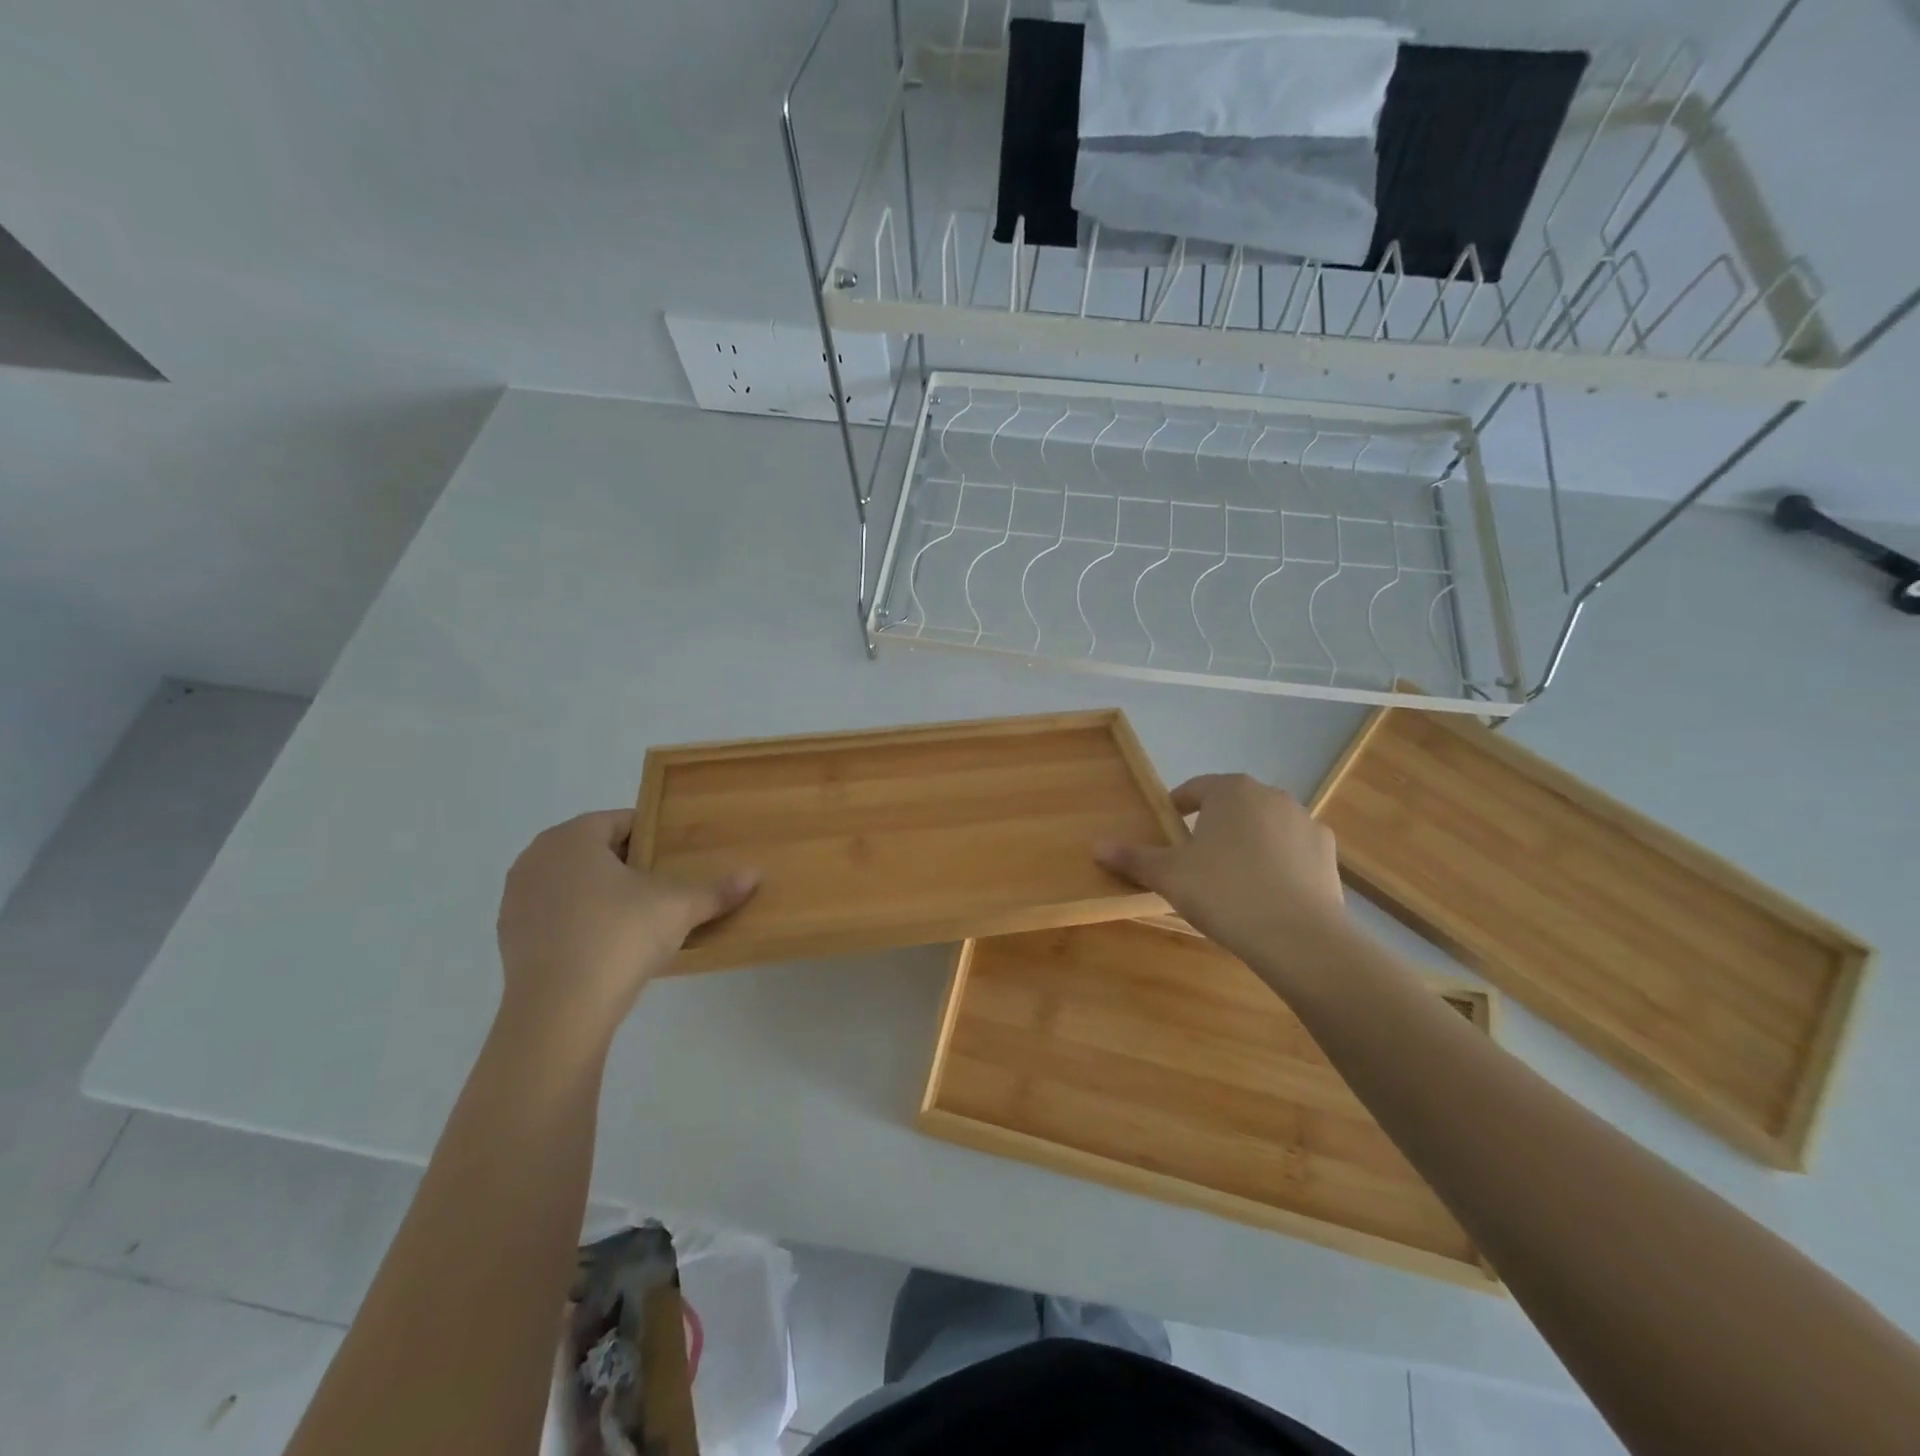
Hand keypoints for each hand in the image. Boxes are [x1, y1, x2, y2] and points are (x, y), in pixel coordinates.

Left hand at [496, 810, 756, 1046]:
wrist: (558, 1012)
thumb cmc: (619, 937)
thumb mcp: (678, 909)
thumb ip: (716, 889)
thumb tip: (755, 875)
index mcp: (572, 838)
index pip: (621, 821)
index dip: (654, 834)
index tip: (677, 855)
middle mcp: (537, 858)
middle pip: (594, 849)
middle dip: (628, 862)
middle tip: (664, 883)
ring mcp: (516, 898)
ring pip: (571, 881)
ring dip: (600, 891)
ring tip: (637, 915)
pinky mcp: (510, 937)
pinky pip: (555, 913)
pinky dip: (579, 920)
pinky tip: (606, 944)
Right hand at [1096, 774, 1348, 972]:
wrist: (1298, 936)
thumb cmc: (1223, 892)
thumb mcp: (1168, 876)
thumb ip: (1133, 858)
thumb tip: (1097, 846)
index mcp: (1231, 790)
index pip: (1196, 788)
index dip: (1178, 806)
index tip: (1168, 826)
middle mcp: (1271, 796)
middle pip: (1233, 805)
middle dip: (1215, 825)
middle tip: (1196, 858)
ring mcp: (1305, 823)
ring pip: (1265, 827)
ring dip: (1249, 843)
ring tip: (1233, 878)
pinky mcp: (1328, 855)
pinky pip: (1293, 851)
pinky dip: (1279, 864)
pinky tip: (1267, 893)